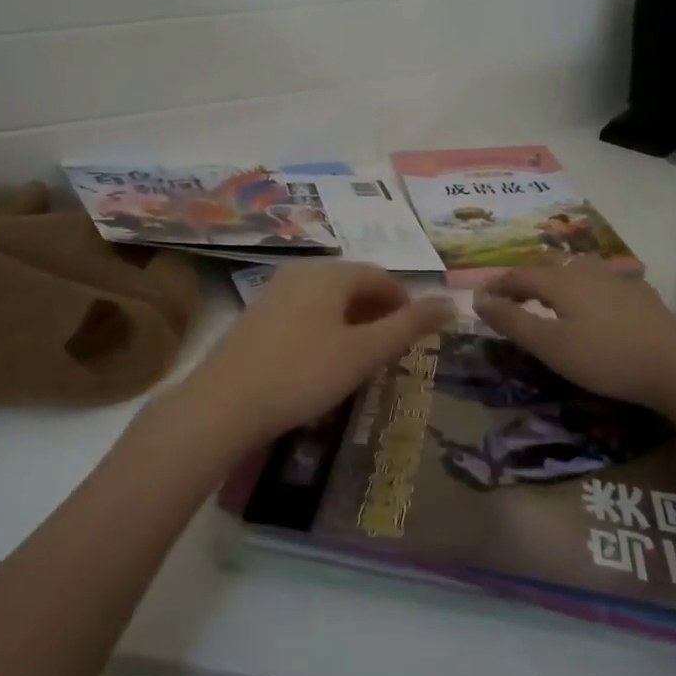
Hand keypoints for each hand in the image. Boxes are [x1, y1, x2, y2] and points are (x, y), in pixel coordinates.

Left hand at [172, 262, 452, 452]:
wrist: (225, 403)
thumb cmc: (303, 374)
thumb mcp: (363, 353)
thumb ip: (408, 327)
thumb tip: (450, 302)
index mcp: (329, 273)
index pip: (380, 276)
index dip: (405, 301)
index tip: (416, 333)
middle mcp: (301, 272)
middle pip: (352, 284)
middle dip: (378, 311)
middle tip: (393, 348)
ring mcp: (274, 291)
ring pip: (327, 299)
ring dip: (352, 321)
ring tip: (363, 356)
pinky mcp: (257, 315)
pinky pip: (304, 311)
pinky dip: (326, 327)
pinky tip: (323, 360)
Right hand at [473, 256, 675, 410]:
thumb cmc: (604, 357)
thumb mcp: (549, 345)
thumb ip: (512, 321)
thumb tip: (478, 299)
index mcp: (560, 281)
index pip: (519, 275)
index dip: (497, 285)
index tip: (480, 298)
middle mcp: (586, 271)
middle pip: (548, 263)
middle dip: (525, 276)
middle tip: (512, 295)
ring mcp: (616, 279)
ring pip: (577, 266)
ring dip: (555, 275)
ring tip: (548, 293)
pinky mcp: (639, 293)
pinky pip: (601, 279)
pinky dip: (584, 285)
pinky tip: (592, 301)